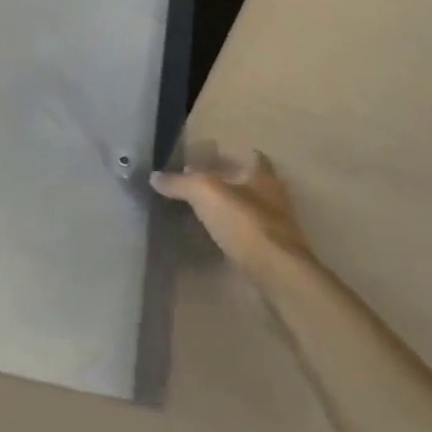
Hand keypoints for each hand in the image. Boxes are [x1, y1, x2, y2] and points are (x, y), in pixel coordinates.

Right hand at [151, 148, 318, 289]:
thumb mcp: (205, 193)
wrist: (276, 276)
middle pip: (247, 184)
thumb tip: (154, 176)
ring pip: (246, 212)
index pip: (251, 156)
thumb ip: (180, 183)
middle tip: (194, 186)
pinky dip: (229, 236)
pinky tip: (210, 240)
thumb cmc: (245, 223)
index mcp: (262, 176)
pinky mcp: (269, 256)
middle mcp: (272, 199)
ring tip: (197, 212)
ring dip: (226, 211)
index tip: (209, 158)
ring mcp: (274, 229)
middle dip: (225, 184)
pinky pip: (244, 238)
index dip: (232, 155)